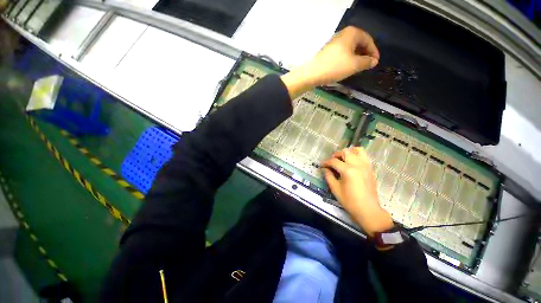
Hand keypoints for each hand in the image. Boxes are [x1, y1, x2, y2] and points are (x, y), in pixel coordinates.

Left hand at [281, 26, 379, 98]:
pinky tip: (346, 68)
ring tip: (357, 68)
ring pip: (350, 49)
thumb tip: (373, 61)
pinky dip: (347, 60)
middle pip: (359, 43)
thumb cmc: (335, 67)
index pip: (368, 40)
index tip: (375, 62)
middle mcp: (343, 34)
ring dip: (356, 58)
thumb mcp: (355, 65)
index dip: (373, 52)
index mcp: (352, 33)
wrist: (312, 73)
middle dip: (364, 55)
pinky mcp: (328, 51)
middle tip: (366, 66)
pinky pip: (342, 54)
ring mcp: (334, 43)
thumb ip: (367, 62)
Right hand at [321, 147, 393, 235]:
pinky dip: (357, 156)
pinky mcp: (370, 169)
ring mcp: (366, 166)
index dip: (326, 162)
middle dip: (336, 155)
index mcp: (348, 171)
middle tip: (332, 161)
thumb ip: (328, 176)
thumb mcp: (335, 189)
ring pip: (358, 150)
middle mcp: (358, 165)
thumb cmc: (349, 201)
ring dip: (349, 152)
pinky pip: (364, 156)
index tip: (321, 165)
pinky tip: (351, 163)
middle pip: (346, 152)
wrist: (368, 210)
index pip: (334, 161)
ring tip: (343, 159)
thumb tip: (324, 168)